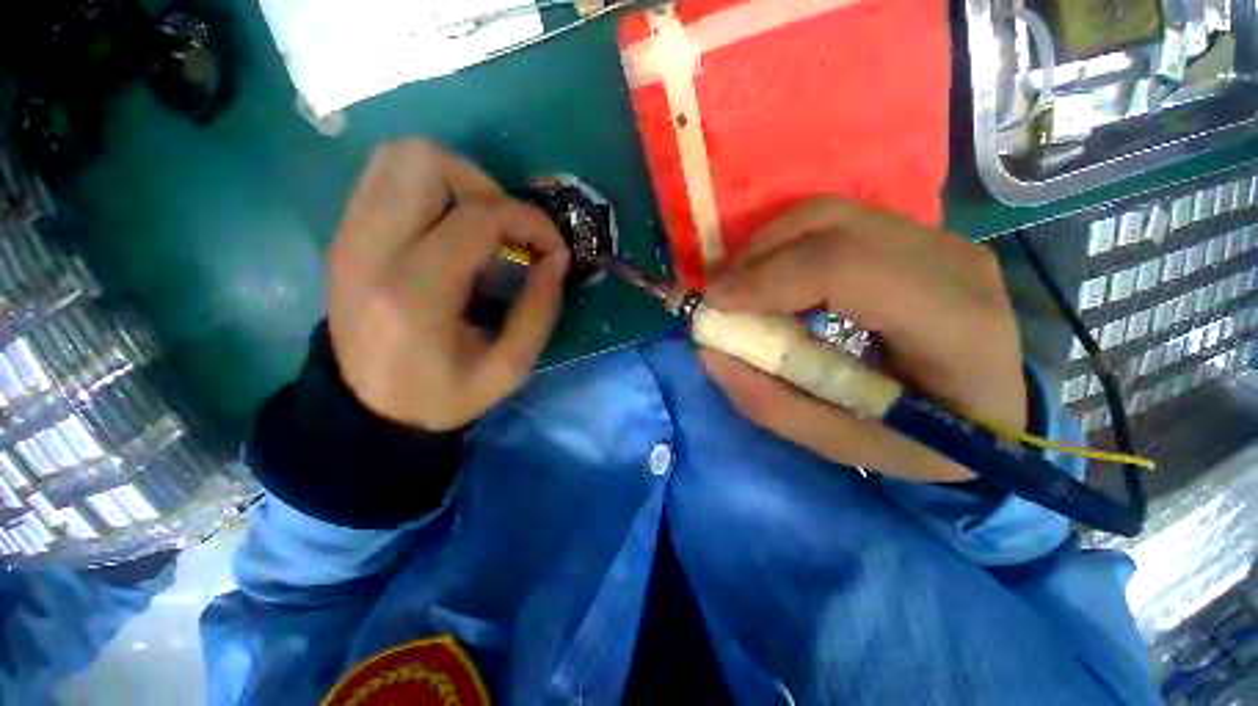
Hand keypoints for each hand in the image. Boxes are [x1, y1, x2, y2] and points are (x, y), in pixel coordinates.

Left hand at [327, 140, 569, 430]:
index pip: (479, 217)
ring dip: (456, 180)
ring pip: (400, 156)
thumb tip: (558, 257)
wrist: (367, 409)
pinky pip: (386, 177)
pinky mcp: (344, 234)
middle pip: (425, 160)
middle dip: (485, 186)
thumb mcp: (509, 368)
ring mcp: (349, 236)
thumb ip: (541, 309)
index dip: (530, 221)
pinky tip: (450, 228)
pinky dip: (430, 188)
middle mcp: (372, 250)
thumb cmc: (444, 395)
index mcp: (417, 294)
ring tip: (480, 225)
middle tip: (506, 230)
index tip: (552, 247)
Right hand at [702, 199, 1024, 482]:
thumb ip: (772, 404)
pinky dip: (789, 245)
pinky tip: (775, 279)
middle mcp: (951, 261)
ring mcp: (939, 239)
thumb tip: (710, 353)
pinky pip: (836, 222)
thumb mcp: (846, 445)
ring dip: (768, 247)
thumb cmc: (927, 442)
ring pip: (829, 214)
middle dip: (756, 256)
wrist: (994, 411)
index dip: (768, 279)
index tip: (716, 304)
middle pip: (831, 225)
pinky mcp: (919, 236)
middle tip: (720, 296)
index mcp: (952, 322)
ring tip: (741, 287)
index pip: (845, 268)